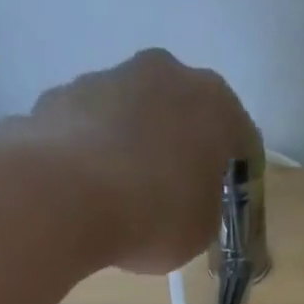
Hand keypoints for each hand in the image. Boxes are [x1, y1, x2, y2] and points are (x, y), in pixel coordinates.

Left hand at [22, 49, 258, 274]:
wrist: (65, 197)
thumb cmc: (154, 215)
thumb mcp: (202, 229)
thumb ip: (206, 205)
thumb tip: (190, 195)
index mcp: (214, 104)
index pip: (242, 139)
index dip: (239, 175)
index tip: (230, 203)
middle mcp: (165, 73)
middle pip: (184, 114)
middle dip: (184, 149)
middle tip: (180, 195)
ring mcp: (108, 76)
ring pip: (134, 115)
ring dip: (137, 147)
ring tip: (127, 199)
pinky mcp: (62, 95)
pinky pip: (93, 130)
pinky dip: (97, 154)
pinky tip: (90, 194)